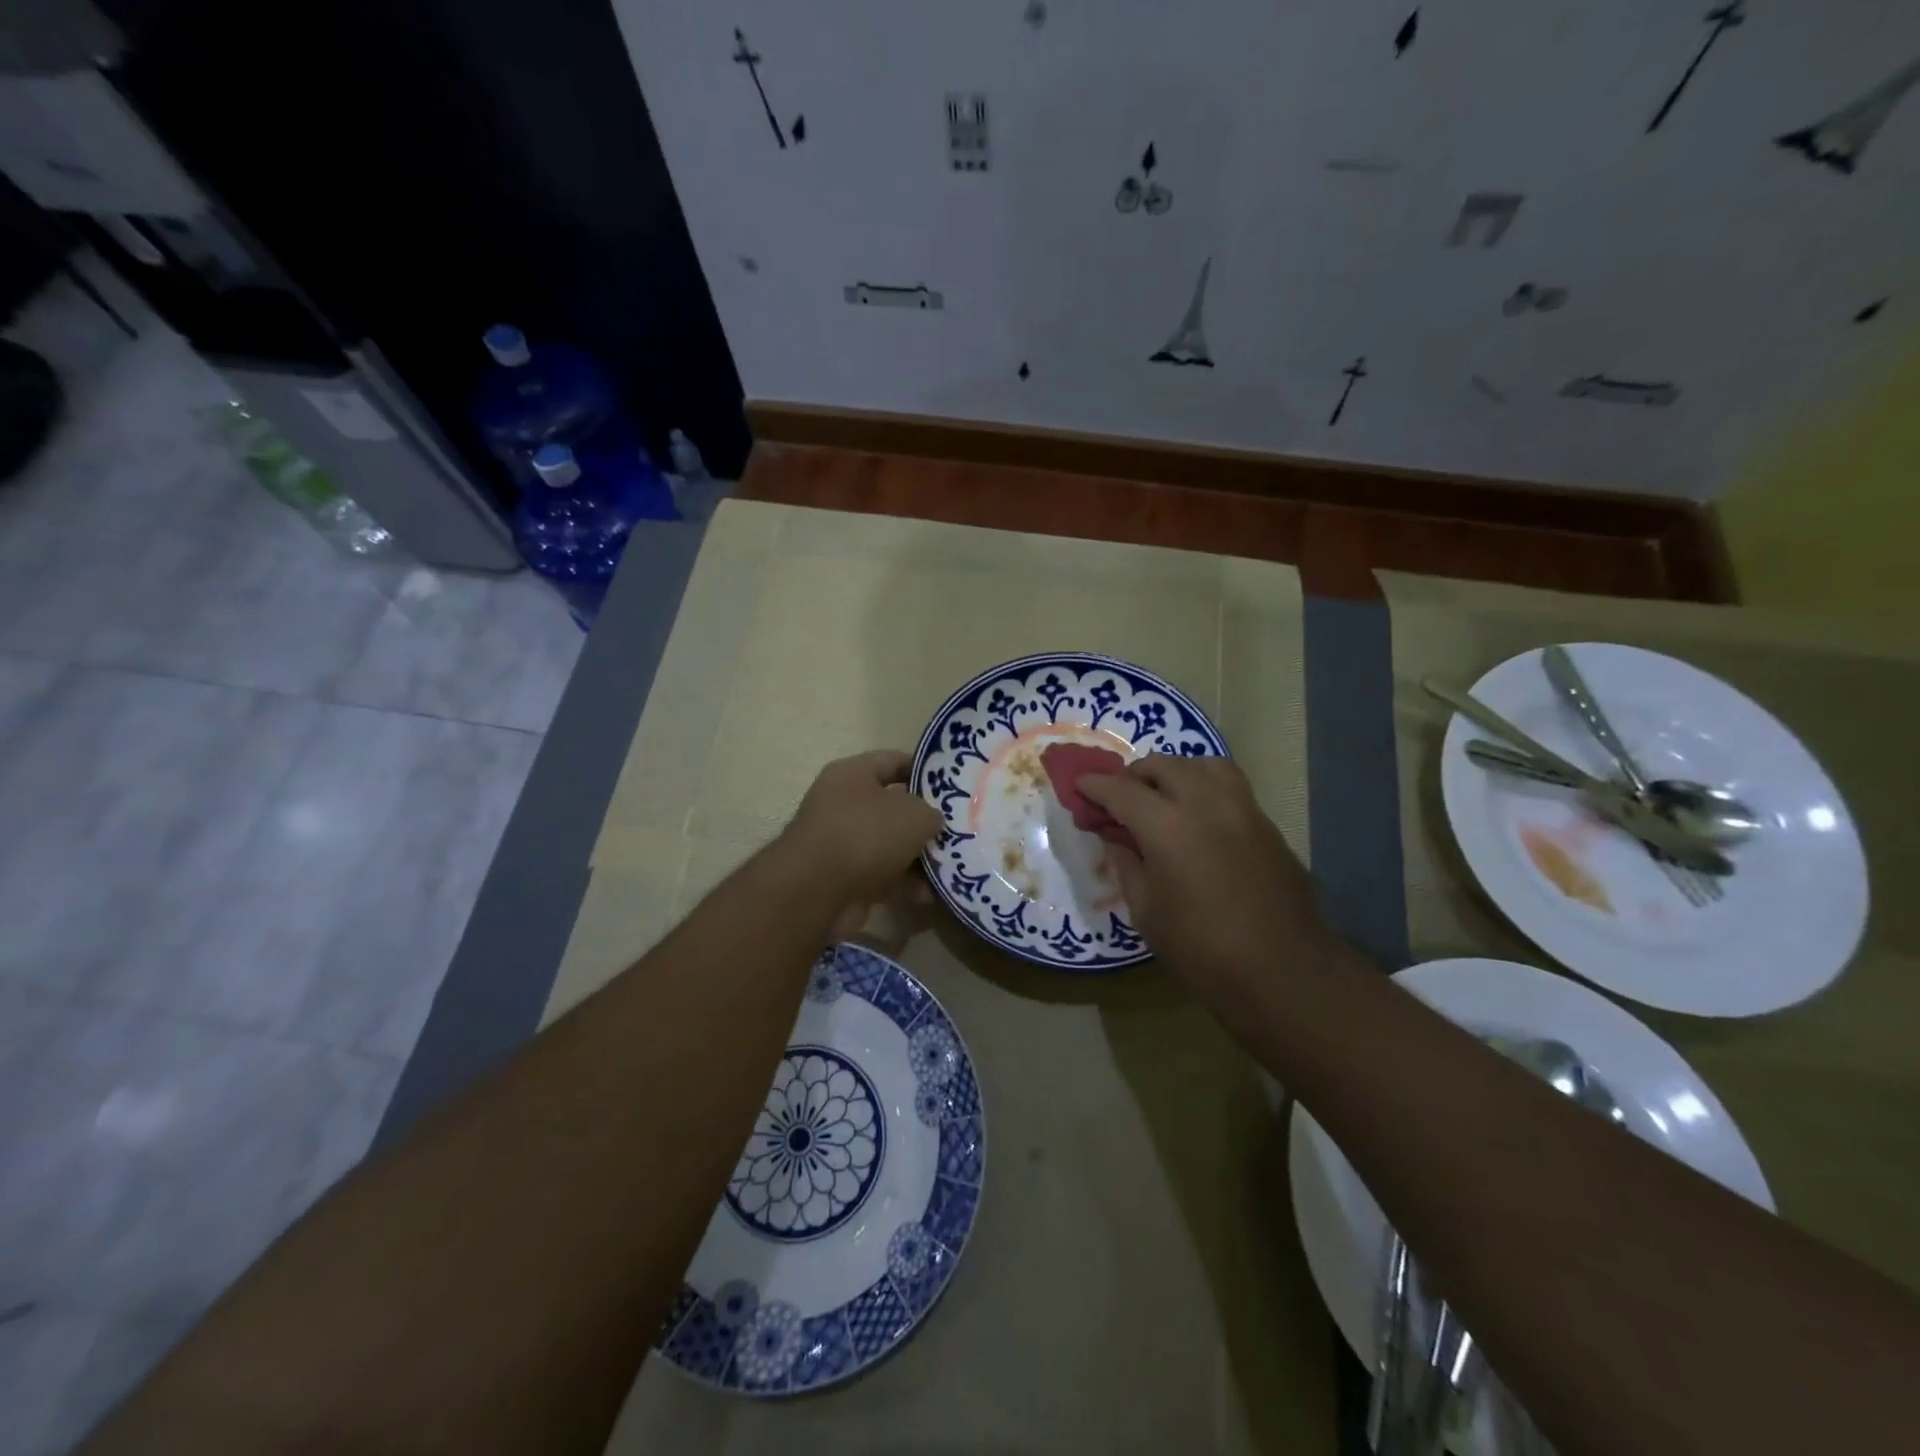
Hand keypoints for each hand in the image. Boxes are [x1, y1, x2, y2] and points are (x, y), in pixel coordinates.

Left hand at [781, 750, 942, 908]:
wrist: (816, 891)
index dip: (925, 771)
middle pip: (892, 806)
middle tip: (957, 829)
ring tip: (952, 864)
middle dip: (923, 820)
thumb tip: (932, 822)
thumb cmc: (866, 834)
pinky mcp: (841, 878)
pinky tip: (932, 893)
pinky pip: (881, 875)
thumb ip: (931, 813)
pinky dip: (904, 884)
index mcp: (852, 774)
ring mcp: (839, 842)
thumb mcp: (915, 814)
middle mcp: (842, 803)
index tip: (953, 785)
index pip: (894, 761)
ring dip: (917, 856)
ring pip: (888, 844)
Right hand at [1079, 756, 1334, 1013]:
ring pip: (1203, 764)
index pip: (1121, 790)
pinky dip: (1204, 787)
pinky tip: (1197, 817)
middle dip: (1134, 775)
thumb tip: (1115, 837)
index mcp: (1166, 826)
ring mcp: (1242, 809)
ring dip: (1175, 772)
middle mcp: (1205, 803)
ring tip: (1163, 797)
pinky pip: (1229, 786)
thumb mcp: (1147, 911)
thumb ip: (1127, 864)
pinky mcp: (1266, 824)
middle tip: (1119, 799)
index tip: (1079, 787)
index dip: (1094, 786)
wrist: (1284, 973)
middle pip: (1163, 765)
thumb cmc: (1202, 950)